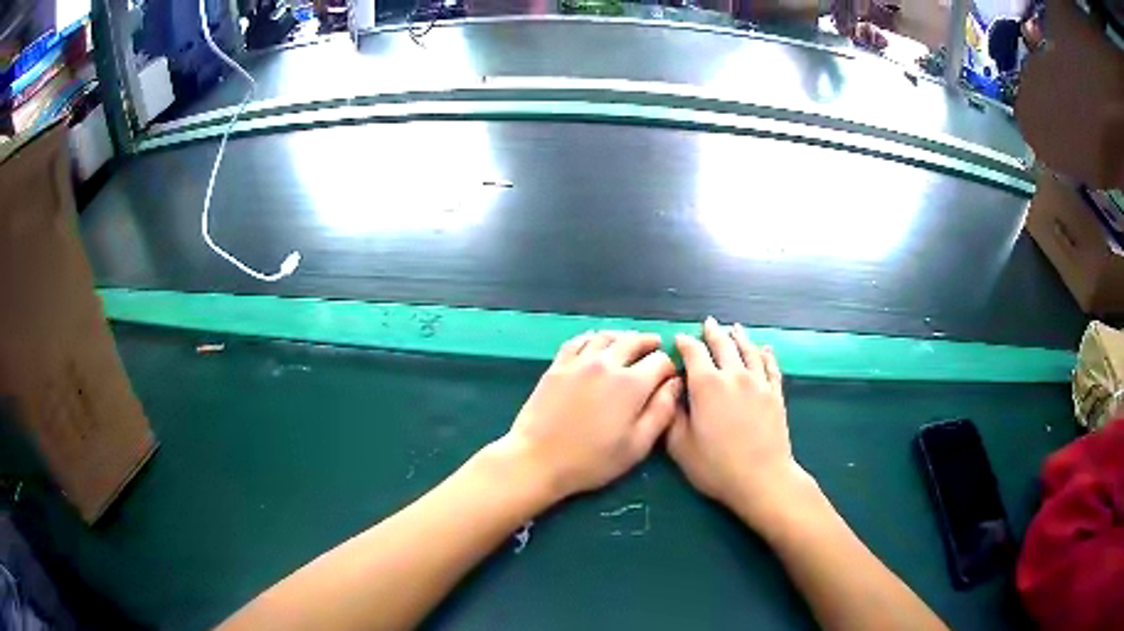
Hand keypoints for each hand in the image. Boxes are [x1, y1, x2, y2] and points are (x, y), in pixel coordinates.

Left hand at [496, 331, 679, 501]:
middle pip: (635, 341)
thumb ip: (661, 412)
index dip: (670, 368)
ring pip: (607, 336)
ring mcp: (579, 361)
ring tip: (629, 344)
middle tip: (655, 348)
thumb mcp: (637, 446)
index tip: (669, 378)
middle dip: (650, 344)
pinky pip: (579, 340)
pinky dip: (594, 338)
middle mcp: (607, 363)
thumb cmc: (592, 460)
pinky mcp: (558, 365)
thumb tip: (675, 384)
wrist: (538, 459)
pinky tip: (596, 344)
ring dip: (623, 337)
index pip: (660, 361)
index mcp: (631, 384)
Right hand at [667, 318, 818, 529]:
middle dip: (713, 332)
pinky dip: (766, 354)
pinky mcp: (775, 393)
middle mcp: (733, 375)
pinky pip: (770, 366)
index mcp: (706, 385)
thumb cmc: (716, 466)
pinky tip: (764, 349)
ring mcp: (758, 382)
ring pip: (748, 350)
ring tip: (734, 328)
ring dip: (739, 337)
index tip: (680, 338)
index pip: (694, 353)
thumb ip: (672, 416)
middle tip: (708, 322)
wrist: (762, 478)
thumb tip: (671, 393)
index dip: (685, 343)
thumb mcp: (680, 447)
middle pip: (723, 344)